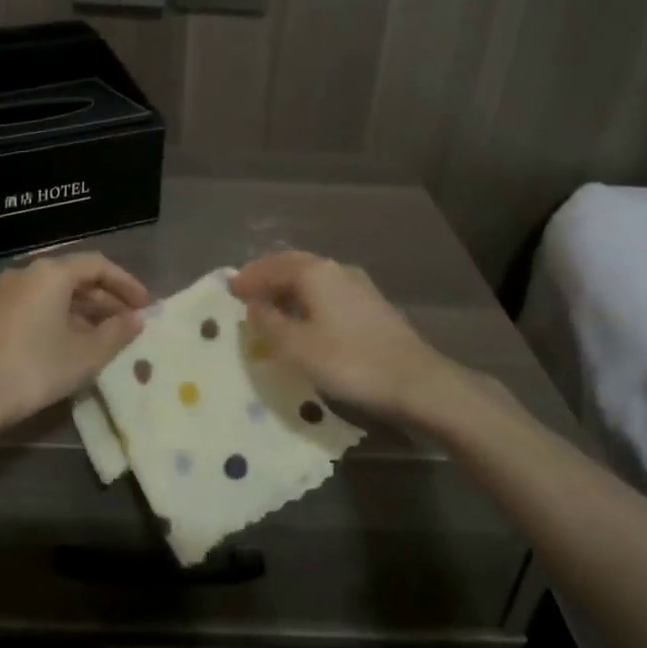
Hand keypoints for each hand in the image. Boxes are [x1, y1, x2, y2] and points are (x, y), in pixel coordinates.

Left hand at [0, 252, 149, 443]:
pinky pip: (32, 306)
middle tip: (128, 322)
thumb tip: (136, 319)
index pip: (98, 265)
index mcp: (51, 273)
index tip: (145, 306)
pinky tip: (65, 344)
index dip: (126, 284)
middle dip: (105, 299)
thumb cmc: (34, 369)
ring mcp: (1, 292)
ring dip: (81, 310)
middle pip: (74, 277)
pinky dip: (55, 317)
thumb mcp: (85, 355)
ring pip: (51, 293)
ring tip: (101, 336)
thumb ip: (116, 333)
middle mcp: (25, 273)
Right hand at [230, 252, 455, 421]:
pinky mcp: (370, 304)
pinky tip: (303, 317)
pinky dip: (305, 297)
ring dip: (287, 287)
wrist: (417, 382)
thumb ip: (269, 323)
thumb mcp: (296, 347)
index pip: (271, 266)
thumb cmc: (350, 362)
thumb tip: (254, 306)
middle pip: (292, 265)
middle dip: (267, 276)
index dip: (248, 278)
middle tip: (245, 292)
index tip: (228, 289)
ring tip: (269, 306)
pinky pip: (326, 291)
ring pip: (311, 277)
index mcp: (314, 272)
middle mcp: (335, 269)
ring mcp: (357, 285)